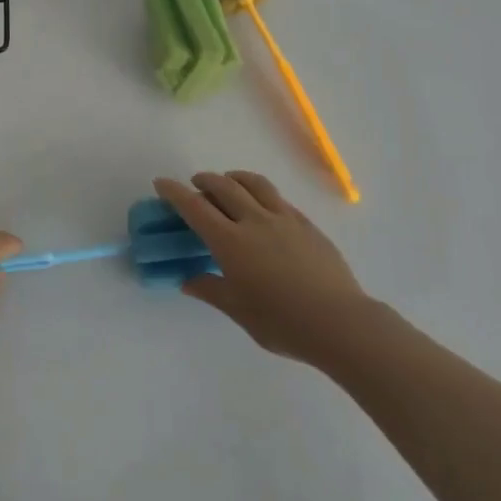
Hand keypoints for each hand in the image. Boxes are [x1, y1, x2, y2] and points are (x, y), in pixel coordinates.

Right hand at [156, 171, 370, 365]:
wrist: (339, 322)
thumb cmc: (282, 323)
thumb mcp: (239, 311)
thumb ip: (211, 289)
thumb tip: (187, 280)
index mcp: (231, 242)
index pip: (195, 207)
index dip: (175, 192)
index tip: (161, 183)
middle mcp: (254, 221)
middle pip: (224, 186)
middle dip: (204, 180)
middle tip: (195, 185)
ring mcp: (283, 218)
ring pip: (253, 183)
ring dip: (234, 178)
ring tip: (228, 183)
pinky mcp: (306, 223)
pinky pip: (277, 198)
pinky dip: (260, 193)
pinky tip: (262, 206)